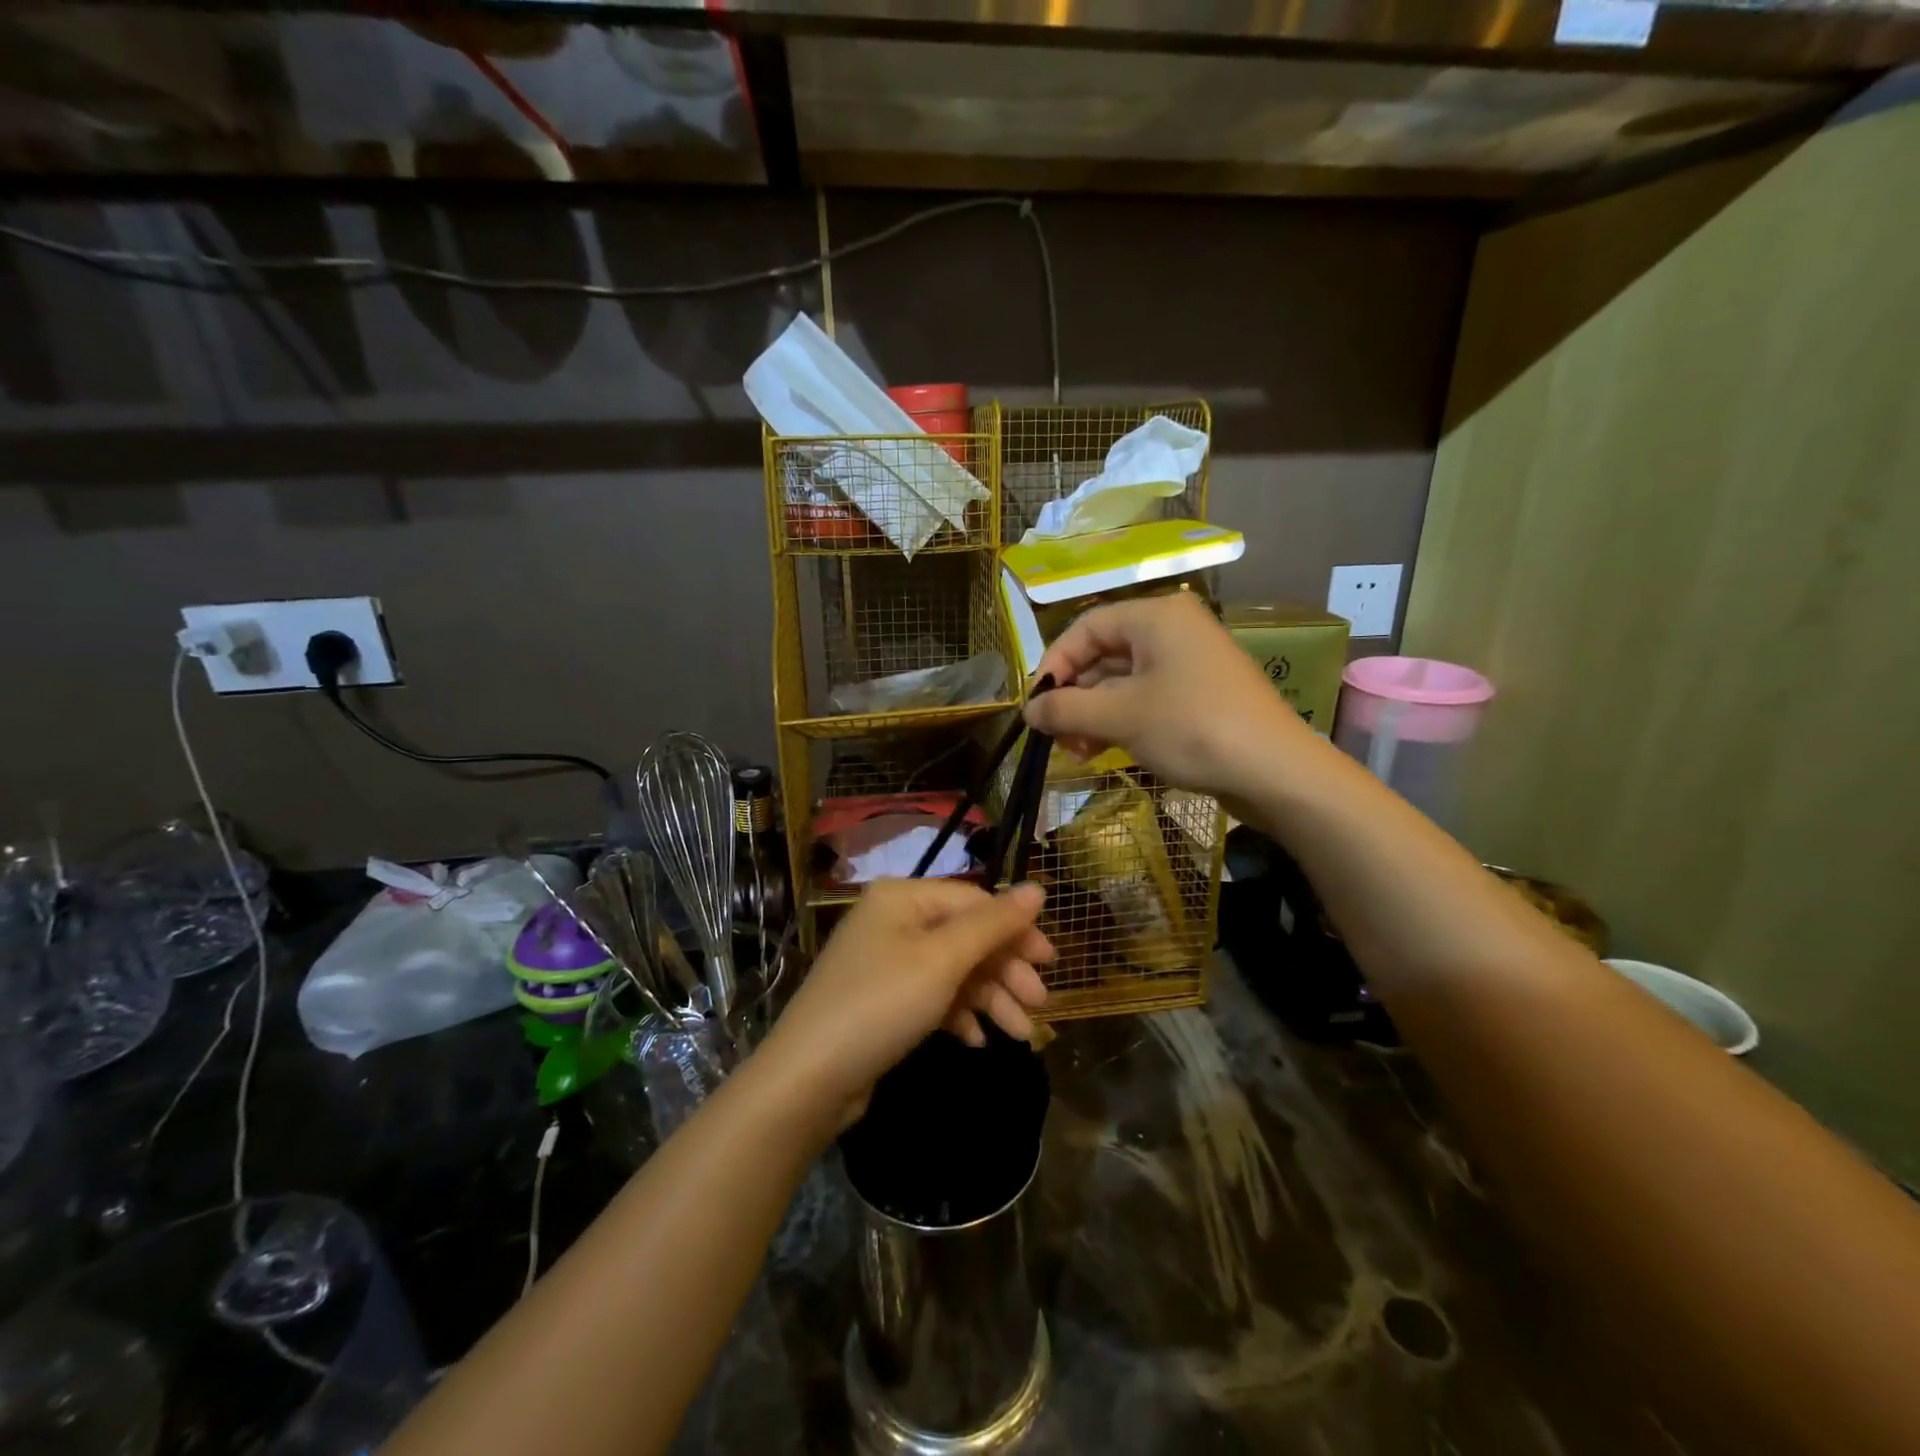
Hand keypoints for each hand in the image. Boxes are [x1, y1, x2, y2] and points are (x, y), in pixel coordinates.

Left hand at [758, 879, 1051, 1126]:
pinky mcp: (883, 1000)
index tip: (1051, 963)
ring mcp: (886, 961)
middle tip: (1039, 1004)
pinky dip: (957, 1014)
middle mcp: (893, 920)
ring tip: (1021, 1036)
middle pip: (965, 937)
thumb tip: (1038, 887)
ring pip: (953, 971)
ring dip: (989, 999)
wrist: (809, 1078)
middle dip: (1004, 971)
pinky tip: (976, 1040)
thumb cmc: (882, 1004)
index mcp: (903, 897)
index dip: (1015, 929)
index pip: (974, 902)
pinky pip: (932, 996)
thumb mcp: (943, 960)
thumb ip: (993, 924)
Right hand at [1025, 592, 1310, 800]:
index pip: (1086, 627)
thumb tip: (1027, 710)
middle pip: (1104, 655)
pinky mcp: (1200, 695)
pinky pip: (1146, 698)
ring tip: (1077, 752)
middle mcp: (1172, 630)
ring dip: (1093, 714)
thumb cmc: (1193, 729)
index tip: (1035, 703)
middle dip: (1075, 697)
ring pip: (1123, 681)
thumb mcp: (1120, 717)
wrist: (1276, 771)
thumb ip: (1066, 708)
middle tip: (1055, 735)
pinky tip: (1102, 751)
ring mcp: (1189, 663)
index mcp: (1155, 616)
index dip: (1054, 664)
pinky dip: (1120, 721)